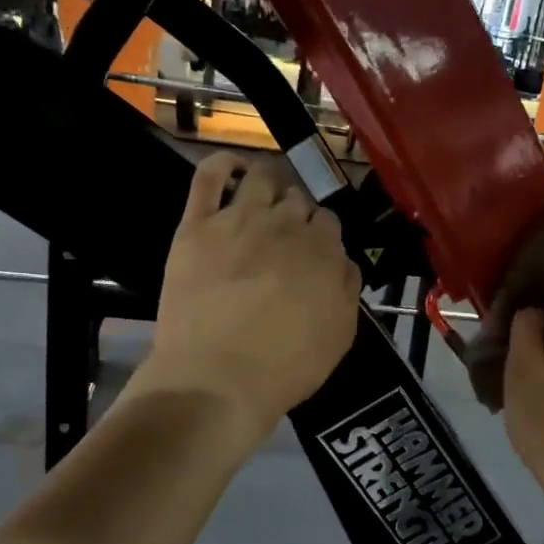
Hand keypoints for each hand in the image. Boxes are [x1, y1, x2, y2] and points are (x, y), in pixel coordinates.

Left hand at [128, 152, 360, 436]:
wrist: (216, 380)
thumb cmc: (285, 367)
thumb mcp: (340, 334)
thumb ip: (347, 288)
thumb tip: (342, 260)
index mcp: (324, 250)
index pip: (328, 221)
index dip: (320, 236)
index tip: (312, 254)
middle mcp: (285, 224)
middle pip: (297, 199)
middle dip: (295, 213)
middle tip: (285, 238)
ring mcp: (238, 219)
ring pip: (262, 179)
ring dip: (269, 185)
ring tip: (263, 201)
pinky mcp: (197, 226)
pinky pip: (209, 176)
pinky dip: (223, 164)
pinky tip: (233, 169)